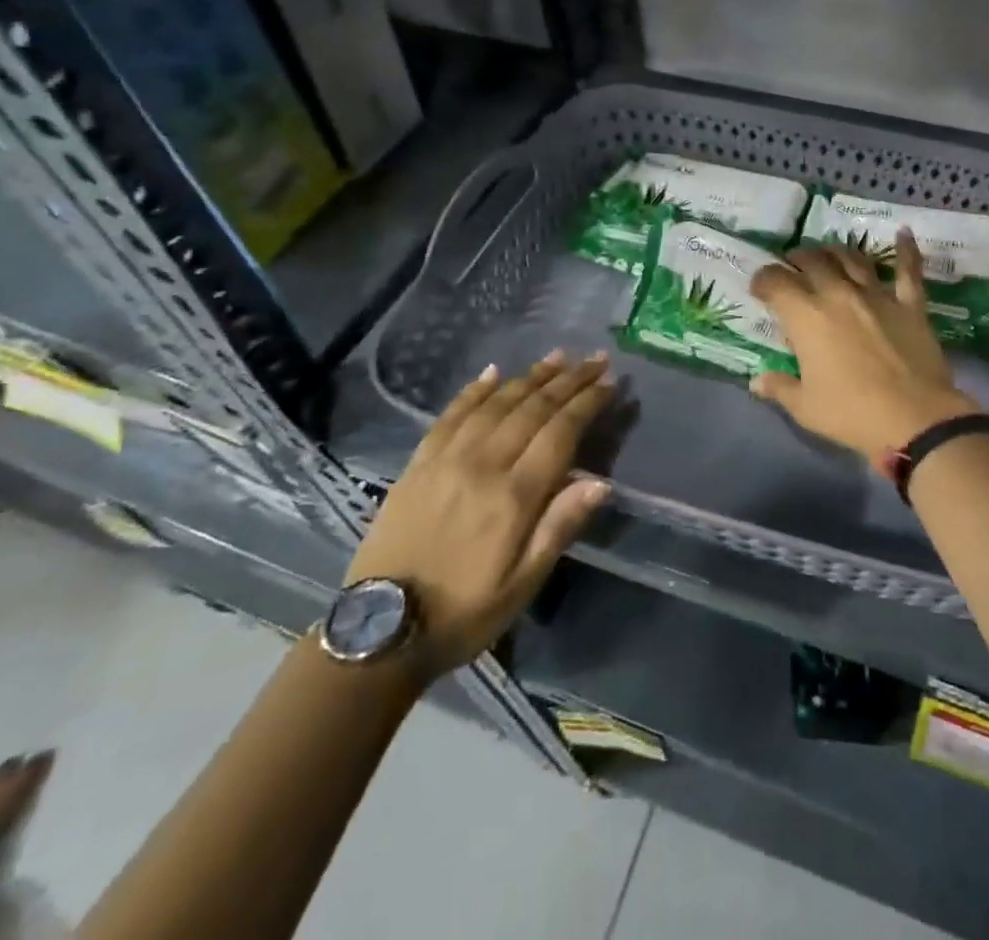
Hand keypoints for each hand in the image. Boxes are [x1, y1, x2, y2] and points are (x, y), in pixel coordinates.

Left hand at [344, 351, 614, 677]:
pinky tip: (492, 373)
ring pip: (496, 404)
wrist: (379, 632)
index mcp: (513, 496)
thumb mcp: (523, 584)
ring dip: (530, 376)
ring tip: (557, 356)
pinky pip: (450, 415)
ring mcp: (446, 460)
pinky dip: (474, 390)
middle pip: (532, 409)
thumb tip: (600, 482)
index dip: (587, 403)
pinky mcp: (418, 464)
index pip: (560, 432)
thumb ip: (559, 527)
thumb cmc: (464, 612)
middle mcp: (482, 465)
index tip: (610, 382)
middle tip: (594, 358)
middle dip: (568, 380)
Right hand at [749, 231, 982, 465]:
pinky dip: (906, 250)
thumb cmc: (851, 414)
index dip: (763, 280)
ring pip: (853, 259)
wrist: (914, 419)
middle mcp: (839, 295)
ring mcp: (877, 296)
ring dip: (837, 251)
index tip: (759, 286)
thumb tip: (757, 382)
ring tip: (829, 252)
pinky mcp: (910, 305)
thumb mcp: (805, 407)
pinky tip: (903, 233)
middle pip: (813, 262)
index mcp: (807, 317)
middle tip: (792, 264)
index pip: (777, 283)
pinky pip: (908, 271)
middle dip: (798, 259)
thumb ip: (780, 388)